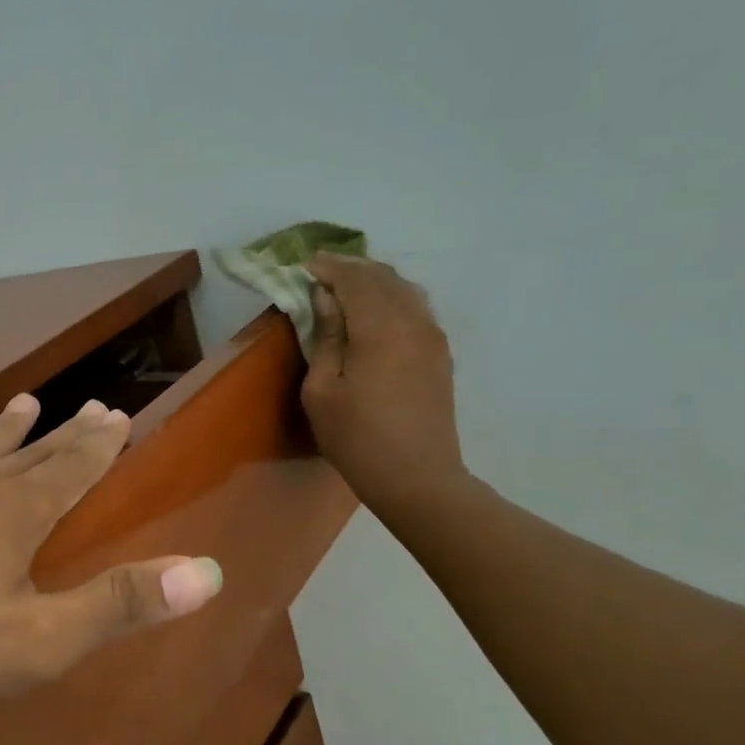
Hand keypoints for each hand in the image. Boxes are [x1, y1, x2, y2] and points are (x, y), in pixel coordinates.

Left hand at [0, 394, 222, 719]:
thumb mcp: (38, 639)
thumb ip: (118, 605)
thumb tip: (210, 573)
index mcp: (17, 515)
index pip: (72, 470)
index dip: (100, 446)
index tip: (119, 415)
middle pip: (33, 452)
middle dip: (67, 432)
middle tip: (91, 404)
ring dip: (8, 429)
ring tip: (26, 402)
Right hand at [301, 253, 468, 517]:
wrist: (417, 478)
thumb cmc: (357, 438)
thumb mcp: (322, 390)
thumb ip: (326, 337)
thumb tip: (326, 299)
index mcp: (380, 328)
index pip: (354, 279)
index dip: (328, 267)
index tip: (304, 265)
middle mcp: (413, 322)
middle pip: (382, 277)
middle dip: (351, 268)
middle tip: (321, 271)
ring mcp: (432, 337)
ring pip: (404, 289)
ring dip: (374, 280)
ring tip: (346, 286)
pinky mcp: (440, 354)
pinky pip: (416, 308)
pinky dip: (392, 297)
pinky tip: (375, 310)